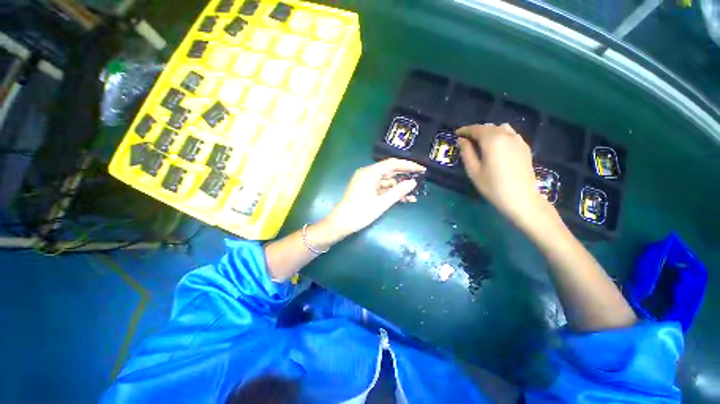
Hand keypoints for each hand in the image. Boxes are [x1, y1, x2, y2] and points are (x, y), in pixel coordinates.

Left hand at [324, 158, 425, 239]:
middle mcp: (368, 173)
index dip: (408, 165)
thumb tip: (413, 182)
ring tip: (414, 193)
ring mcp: (366, 181)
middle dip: (405, 176)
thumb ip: (398, 191)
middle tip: (420, 179)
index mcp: (370, 173)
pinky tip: (403, 198)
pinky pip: (381, 187)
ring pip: (386, 180)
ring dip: (399, 186)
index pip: (392, 163)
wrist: (341, 223)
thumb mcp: (382, 203)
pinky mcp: (366, 189)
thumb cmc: (361, 212)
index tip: (421, 169)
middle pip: (390, 171)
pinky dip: (391, 192)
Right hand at [457, 123, 546, 224]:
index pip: (476, 129)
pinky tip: (497, 146)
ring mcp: (518, 140)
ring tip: (481, 142)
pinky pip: (510, 134)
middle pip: (488, 127)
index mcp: (492, 140)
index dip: (464, 130)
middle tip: (466, 140)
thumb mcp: (473, 170)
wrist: (521, 198)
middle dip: (475, 131)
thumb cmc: (492, 186)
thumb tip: (461, 140)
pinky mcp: (524, 147)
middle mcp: (506, 135)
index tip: (456, 134)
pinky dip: (500, 135)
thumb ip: (466, 152)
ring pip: (501, 128)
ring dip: (489, 132)